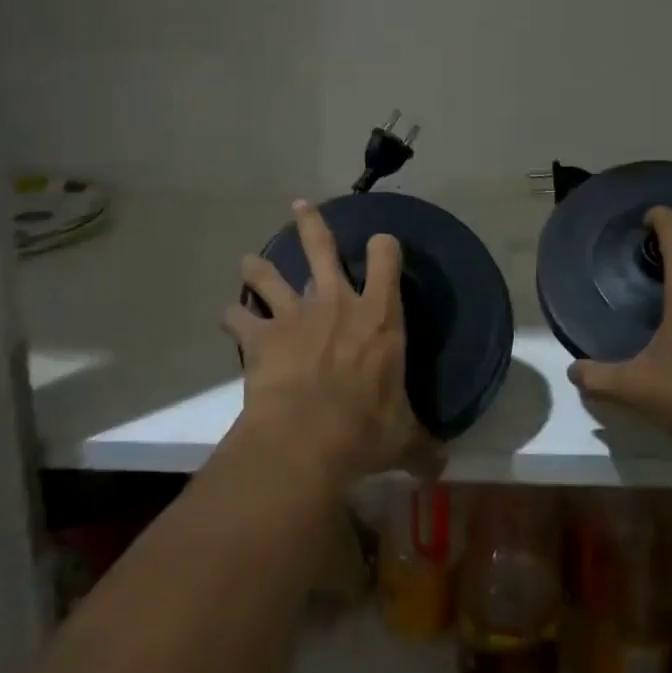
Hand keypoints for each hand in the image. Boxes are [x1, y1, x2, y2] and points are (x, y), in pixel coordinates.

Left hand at [223, 200, 432, 488]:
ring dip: (259, 267)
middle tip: (300, 205)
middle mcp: (336, 302)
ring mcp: (295, 315)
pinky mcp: (261, 336)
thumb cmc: (365, 429)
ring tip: (249, 261)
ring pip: (270, 275)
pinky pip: (240, 317)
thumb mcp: (403, 438)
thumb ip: (423, 446)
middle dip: (311, 223)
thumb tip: (441, 467)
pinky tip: (230, 318)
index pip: (387, 258)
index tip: (382, 245)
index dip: (384, 246)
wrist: (306, 438)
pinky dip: (234, 317)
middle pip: (321, 247)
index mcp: (379, 316)